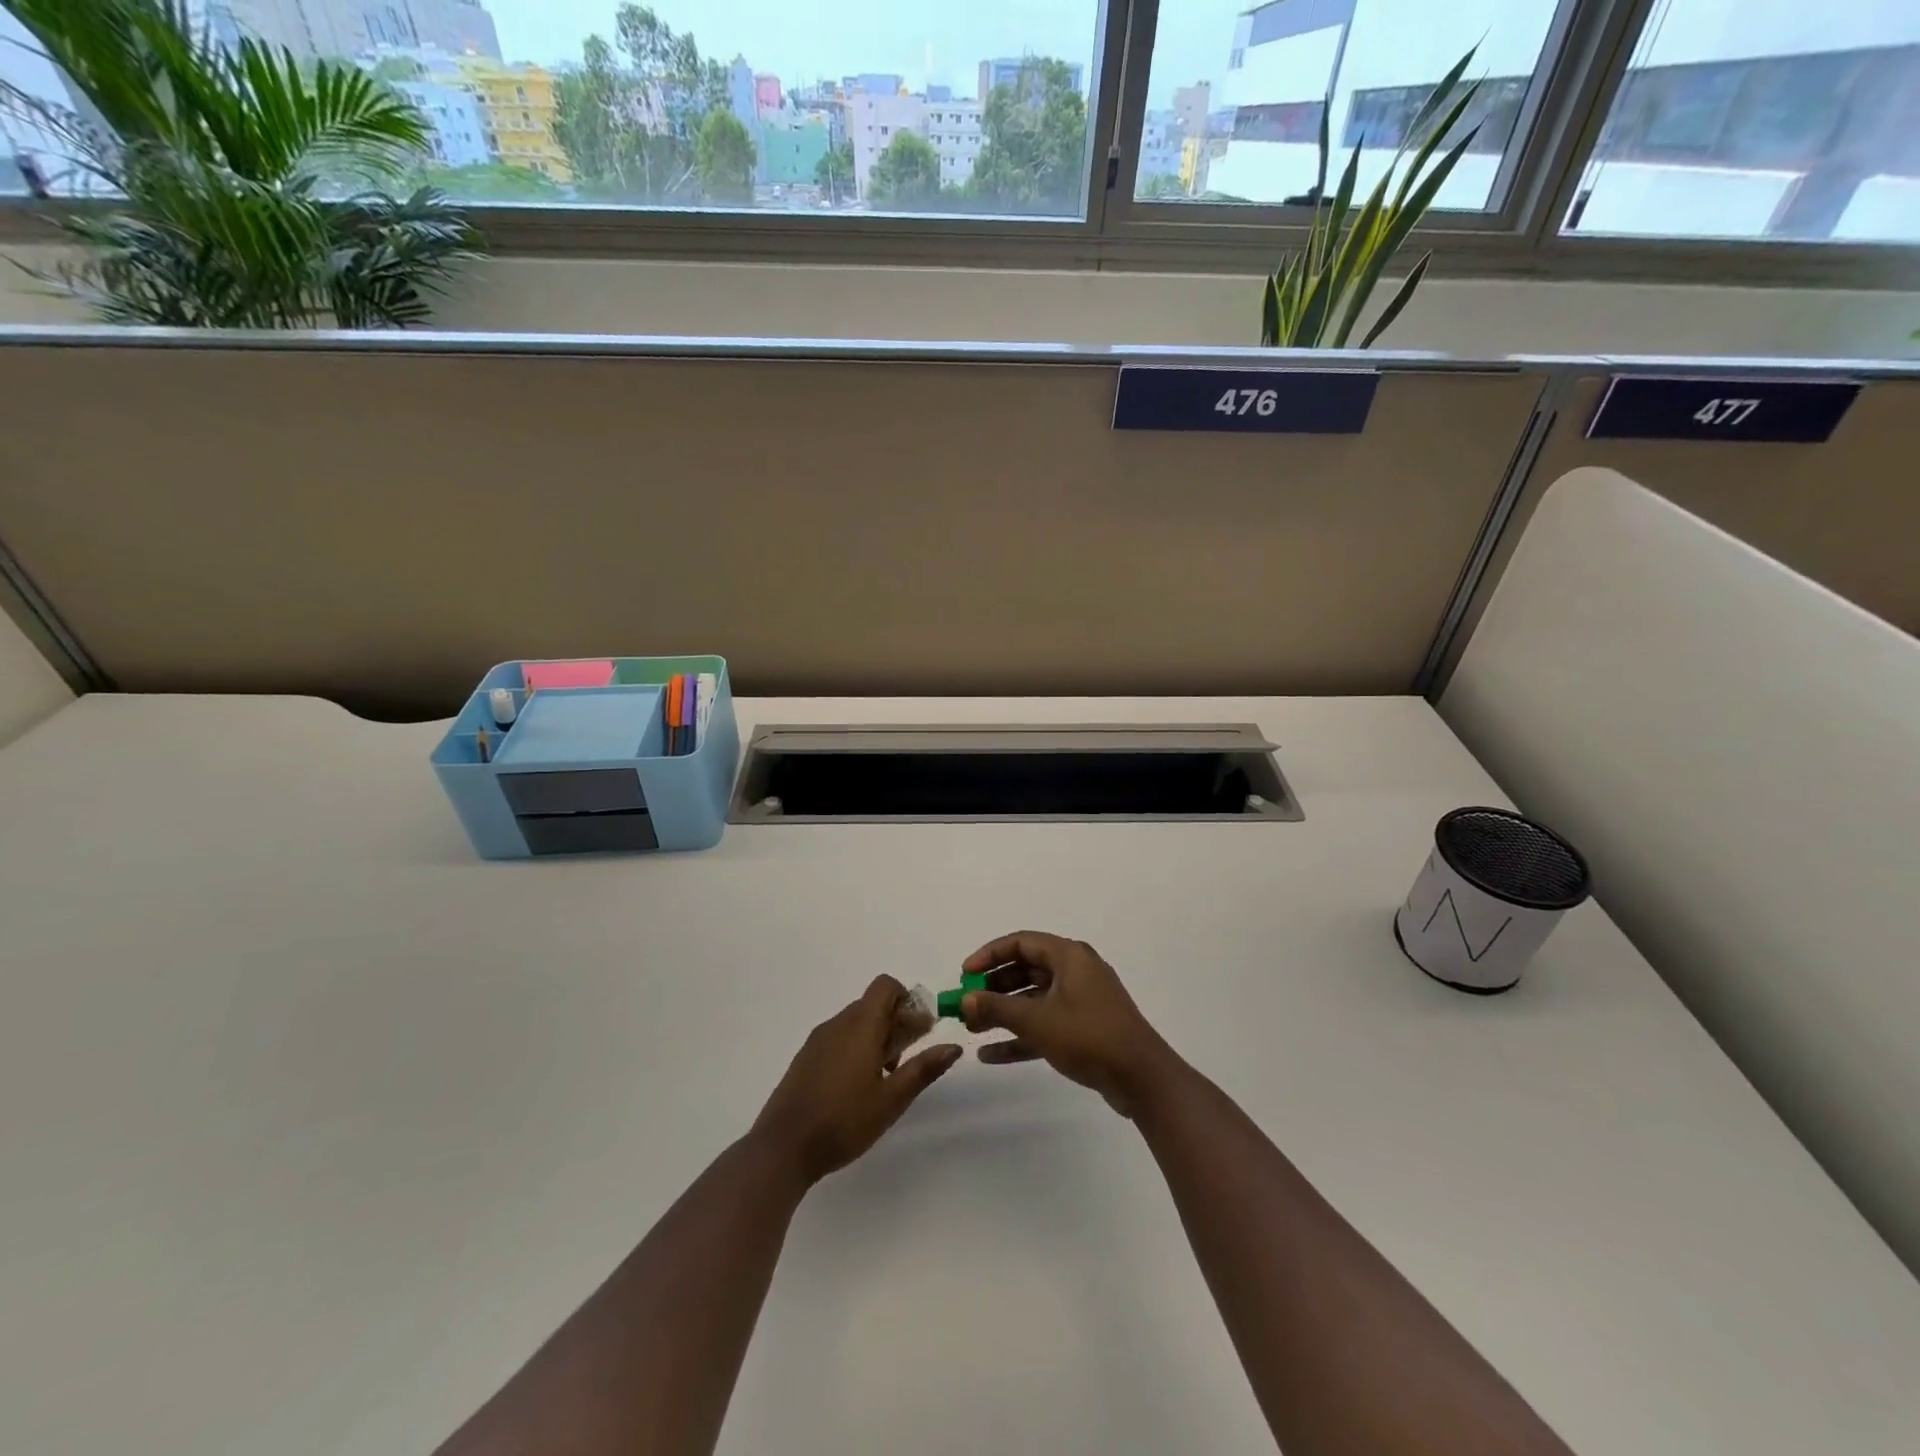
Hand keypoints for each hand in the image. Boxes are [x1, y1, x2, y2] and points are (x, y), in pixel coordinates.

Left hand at [750, 975, 961, 1186]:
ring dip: (877, 1036)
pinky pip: (838, 1038)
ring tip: (887, 1076)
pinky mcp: (806, 1058)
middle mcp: (838, 1023)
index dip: (907, 999)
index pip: (885, 986)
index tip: (920, 1030)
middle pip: (873, 1004)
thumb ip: (923, 1069)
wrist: (783, 1147)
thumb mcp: (892, 1099)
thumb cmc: (844, 1121)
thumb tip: (954, 1046)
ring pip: (855, 1022)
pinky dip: (856, 1047)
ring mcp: (818, 1040)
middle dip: (896, 1022)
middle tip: (909, 1057)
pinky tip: (859, 1085)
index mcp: (861, 1025)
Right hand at [960, 931, 1182, 1117]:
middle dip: (993, 988)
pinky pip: (1045, 1024)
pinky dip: (1020, 1036)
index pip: (1021, 942)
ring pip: (1033, 1000)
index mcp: (1069, 956)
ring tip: (972, 1030)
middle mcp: (1075, 971)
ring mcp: (1081, 1001)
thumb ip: (997, 1008)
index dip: (989, 955)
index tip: (964, 974)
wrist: (1141, 1078)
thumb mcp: (1037, 1021)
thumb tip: (964, 1000)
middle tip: (966, 1005)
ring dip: (1003, 1013)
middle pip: (1025, 970)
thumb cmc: (1088, 1036)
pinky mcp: (1084, 1029)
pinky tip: (990, 1055)